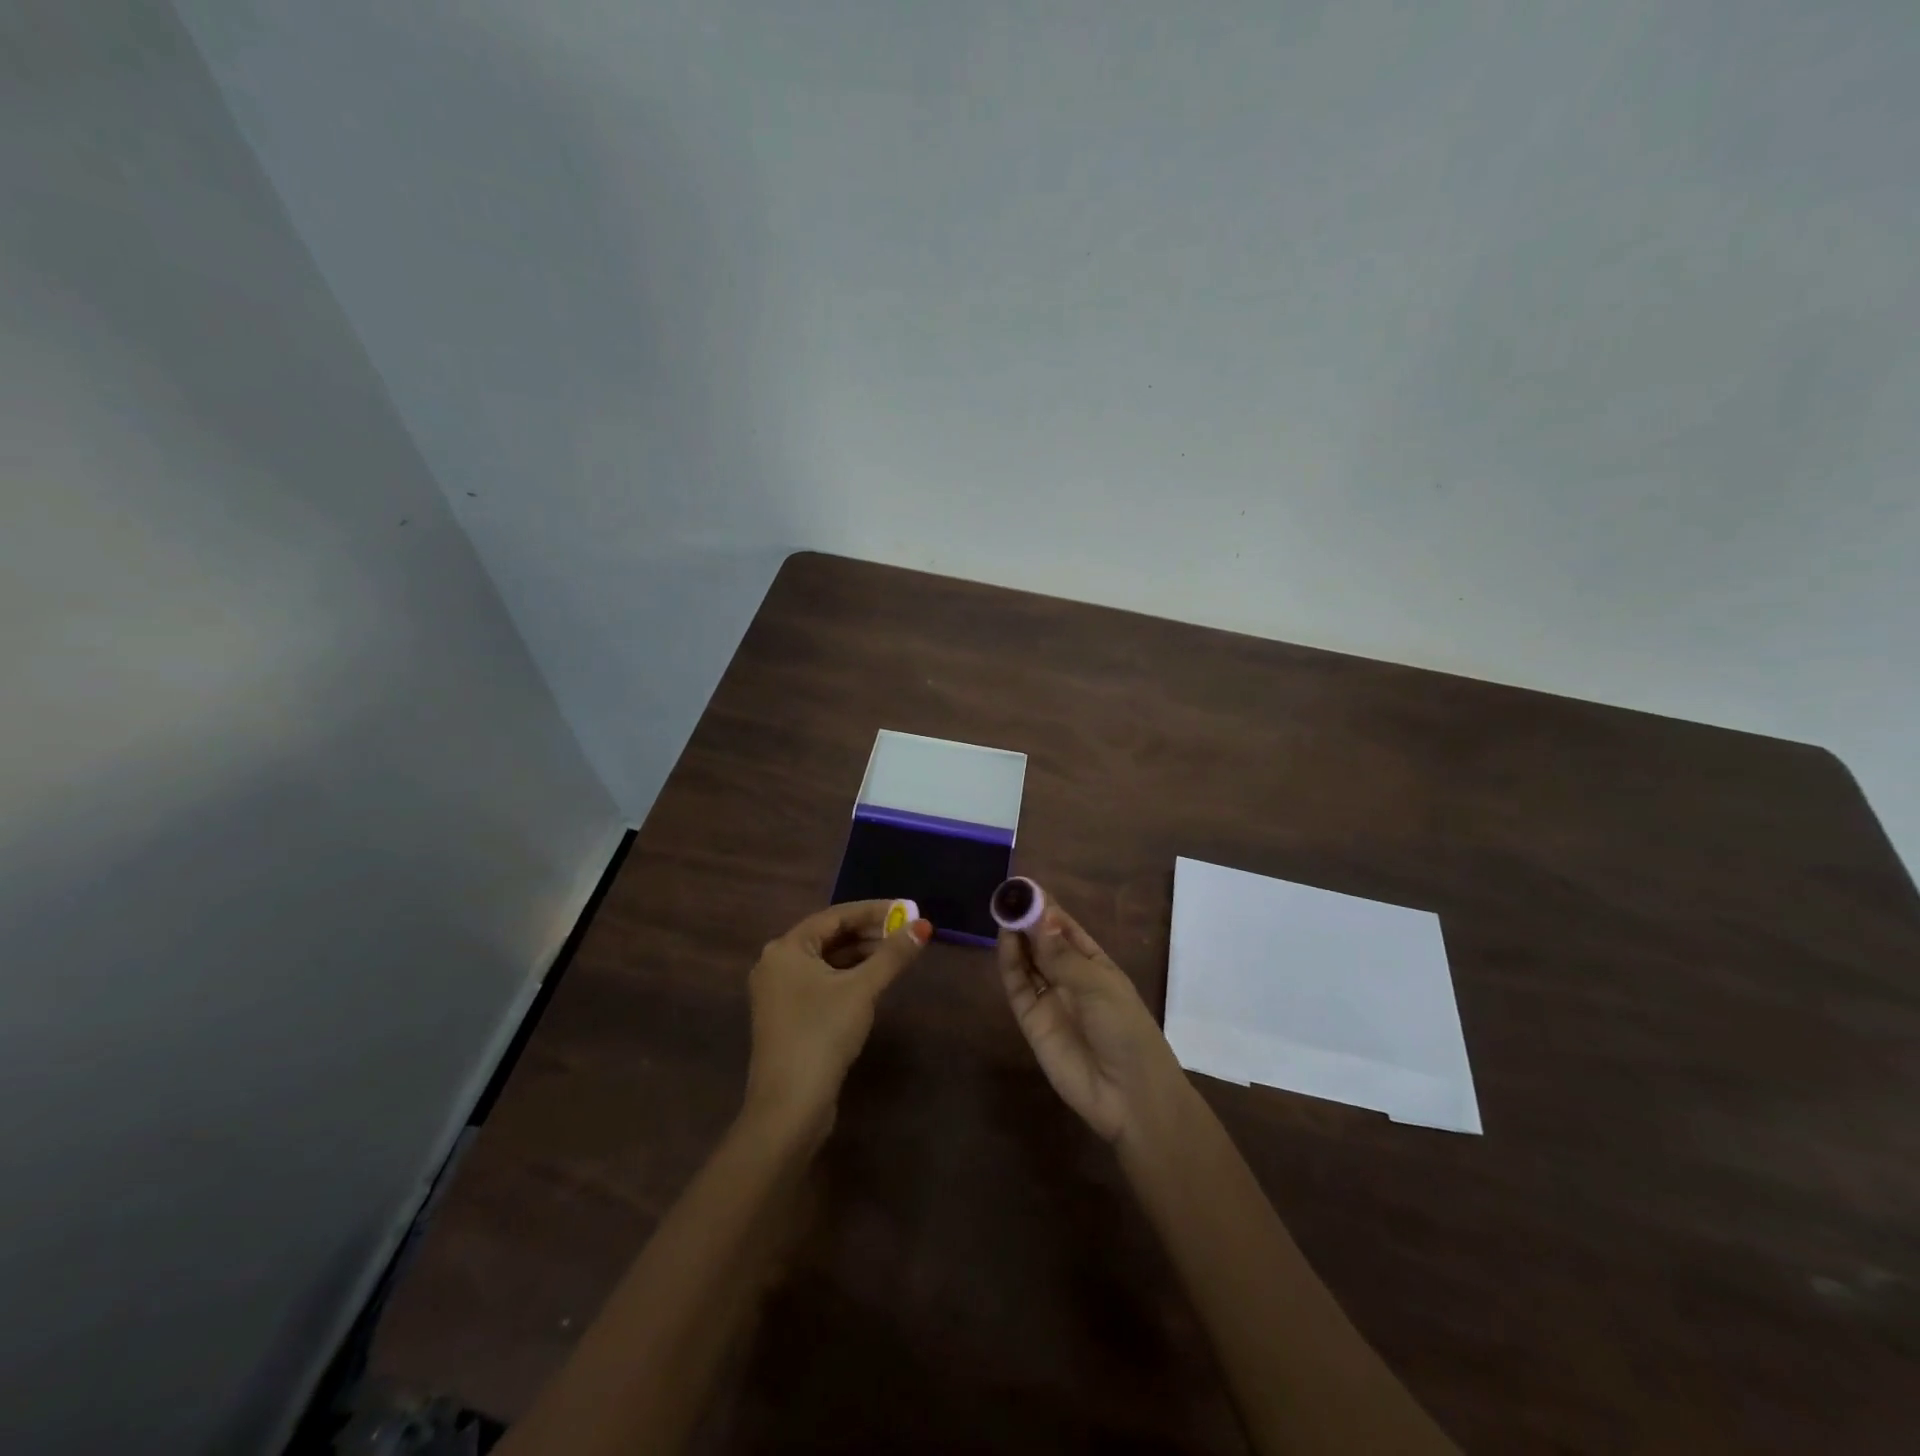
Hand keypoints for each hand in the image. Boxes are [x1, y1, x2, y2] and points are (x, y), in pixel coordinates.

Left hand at [744, 900, 930, 1144]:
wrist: (789, 1106)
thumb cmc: (822, 1034)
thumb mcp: (862, 989)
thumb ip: (893, 955)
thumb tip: (923, 926)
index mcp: (786, 948)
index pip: (835, 916)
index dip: (874, 910)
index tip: (907, 909)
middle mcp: (776, 964)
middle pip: (829, 937)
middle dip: (869, 932)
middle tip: (906, 931)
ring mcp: (779, 993)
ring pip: (827, 961)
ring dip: (860, 955)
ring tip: (897, 954)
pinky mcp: (788, 1017)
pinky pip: (822, 983)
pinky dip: (848, 977)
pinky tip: (874, 981)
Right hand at [998, 891, 1187, 1144]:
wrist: (1128, 1096)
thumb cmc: (1125, 1031)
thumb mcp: (1098, 986)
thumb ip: (1062, 955)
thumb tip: (1037, 916)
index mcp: (1096, 965)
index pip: (1066, 929)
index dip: (1046, 908)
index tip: (1026, 886)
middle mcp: (1070, 978)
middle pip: (1043, 942)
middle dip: (1027, 919)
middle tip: (1007, 895)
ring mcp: (1050, 999)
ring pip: (1027, 961)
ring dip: (1016, 937)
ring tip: (1003, 911)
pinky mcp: (1032, 1021)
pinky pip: (1018, 986)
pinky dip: (1010, 963)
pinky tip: (1005, 941)